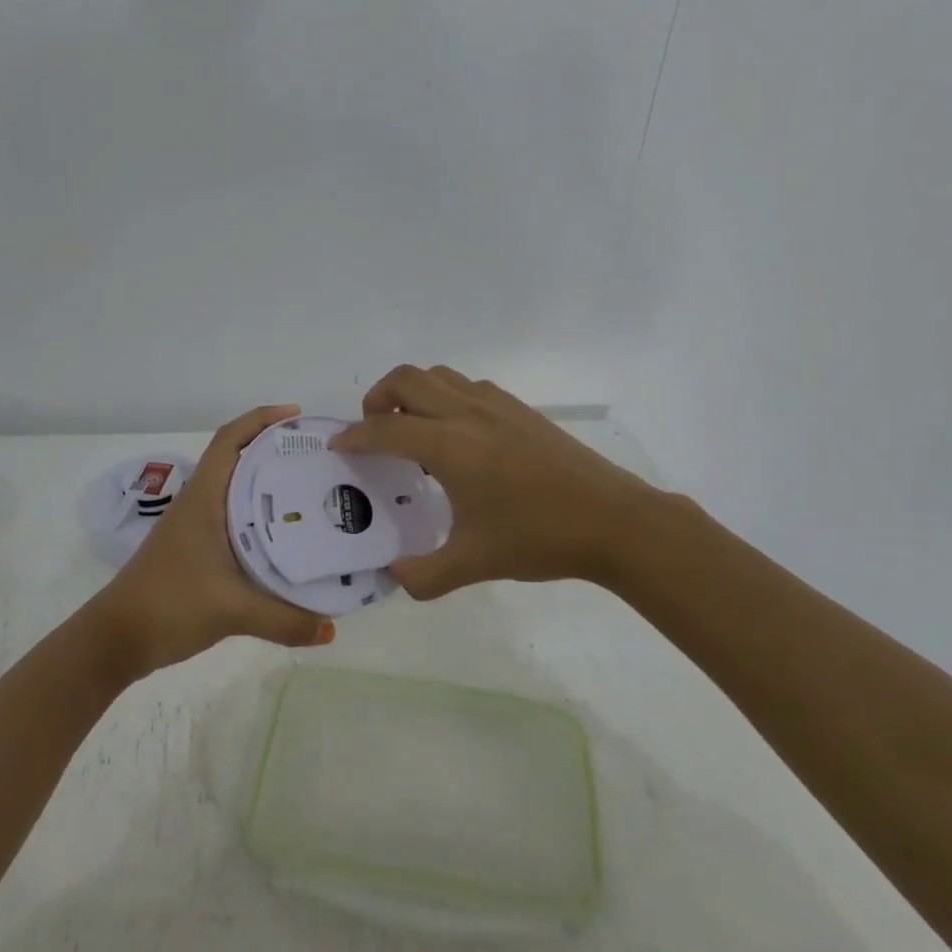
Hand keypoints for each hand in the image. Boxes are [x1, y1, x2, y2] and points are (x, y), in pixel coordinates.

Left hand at [92, 405, 335, 680]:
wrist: (118, 638)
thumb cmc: (170, 605)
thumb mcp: (232, 611)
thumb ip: (285, 621)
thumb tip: (331, 629)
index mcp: (204, 498)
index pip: (229, 440)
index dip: (261, 419)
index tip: (298, 415)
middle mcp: (199, 504)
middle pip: (239, 461)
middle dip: (276, 451)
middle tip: (320, 459)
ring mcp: (195, 528)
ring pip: (237, 492)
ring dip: (269, 486)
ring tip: (313, 493)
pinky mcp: (195, 551)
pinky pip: (234, 520)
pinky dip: (260, 518)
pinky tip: (286, 539)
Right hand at [330, 366, 656, 598]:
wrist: (615, 521)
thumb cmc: (539, 538)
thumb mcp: (473, 564)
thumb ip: (423, 574)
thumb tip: (393, 575)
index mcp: (450, 446)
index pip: (384, 429)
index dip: (353, 436)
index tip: (337, 447)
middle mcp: (468, 414)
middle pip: (406, 380)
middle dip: (377, 398)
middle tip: (373, 432)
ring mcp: (497, 406)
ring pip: (439, 376)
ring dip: (412, 393)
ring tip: (411, 431)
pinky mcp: (521, 410)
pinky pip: (468, 387)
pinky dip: (445, 398)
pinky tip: (457, 438)